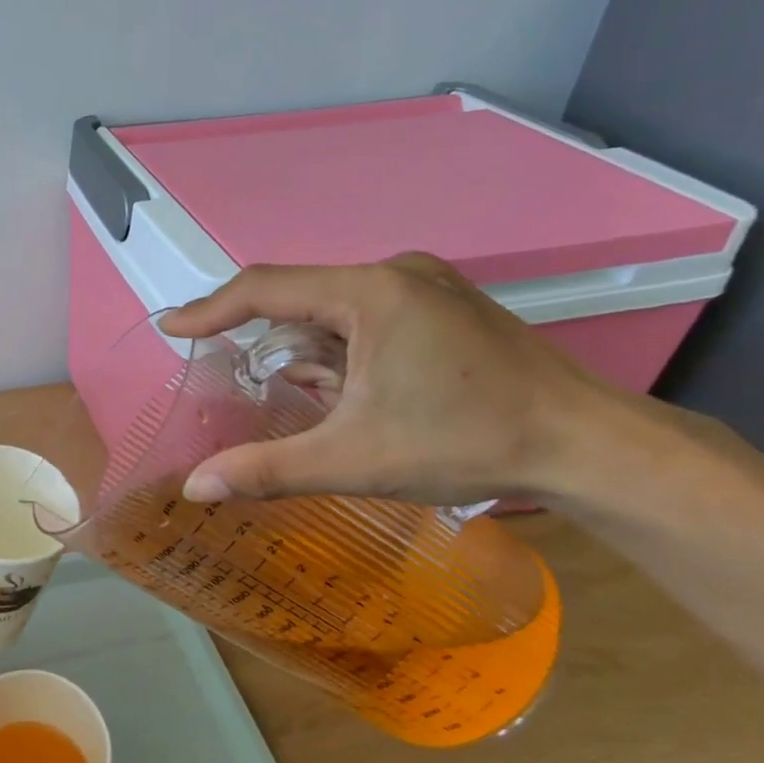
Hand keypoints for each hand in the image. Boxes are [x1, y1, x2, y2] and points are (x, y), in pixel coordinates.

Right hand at [160, 254, 621, 506]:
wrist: (592, 448)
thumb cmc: (467, 443)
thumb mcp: (354, 459)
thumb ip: (267, 470)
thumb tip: (195, 489)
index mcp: (371, 292)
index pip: (265, 288)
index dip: (210, 309)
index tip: (170, 329)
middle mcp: (396, 273)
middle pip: (300, 296)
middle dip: (263, 337)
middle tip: (229, 372)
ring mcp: (427, 286)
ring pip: (334, 308)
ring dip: (306, 348)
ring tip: (300, 395)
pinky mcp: (445, 306)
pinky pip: (366, 316)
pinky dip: (340, 348)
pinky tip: (346, 388)